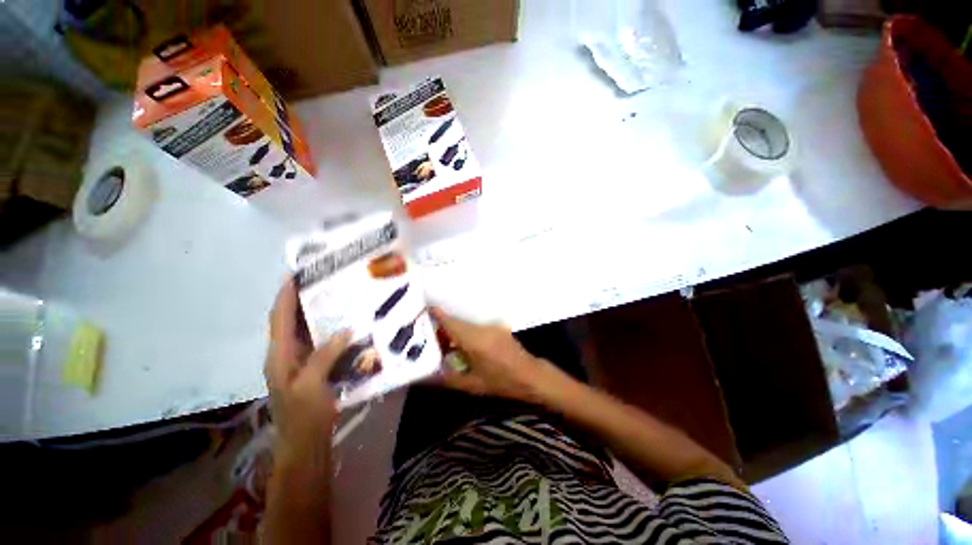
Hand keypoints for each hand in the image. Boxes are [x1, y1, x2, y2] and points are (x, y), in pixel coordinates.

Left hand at [265, 278, 349, 466]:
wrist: (305, 445)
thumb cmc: (303, 417)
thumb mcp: (311, 386)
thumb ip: (324, 356)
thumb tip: (346, 330)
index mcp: (279, 356)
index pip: (280, 318)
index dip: (286, 295)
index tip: (296, 274)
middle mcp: (286, 355)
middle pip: (291, 320)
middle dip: (303, 299)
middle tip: (324, 281)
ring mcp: (299, 363)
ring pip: (306, 331)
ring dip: (318, 314)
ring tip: (338, 297)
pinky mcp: (313, 369)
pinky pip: (321, 343)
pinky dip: (330, 331)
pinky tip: (348, 326)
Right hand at [432, 308, 557, 402]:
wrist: (531, 376)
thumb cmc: (501, 383)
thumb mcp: (471, 385)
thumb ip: (446, 379)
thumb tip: (424, 377)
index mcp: (475, 341)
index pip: (451, 323)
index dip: (437, 314)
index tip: (423, 309)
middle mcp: (482, 329)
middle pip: (457, 323)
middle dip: (442, 327)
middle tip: (428, 336)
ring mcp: (492, 326)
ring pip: (466, 324)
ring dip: (455, 331)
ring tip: (443, 343)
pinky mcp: (498, 327)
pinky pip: (476, 327)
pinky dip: (466, 333)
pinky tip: (462, 345)